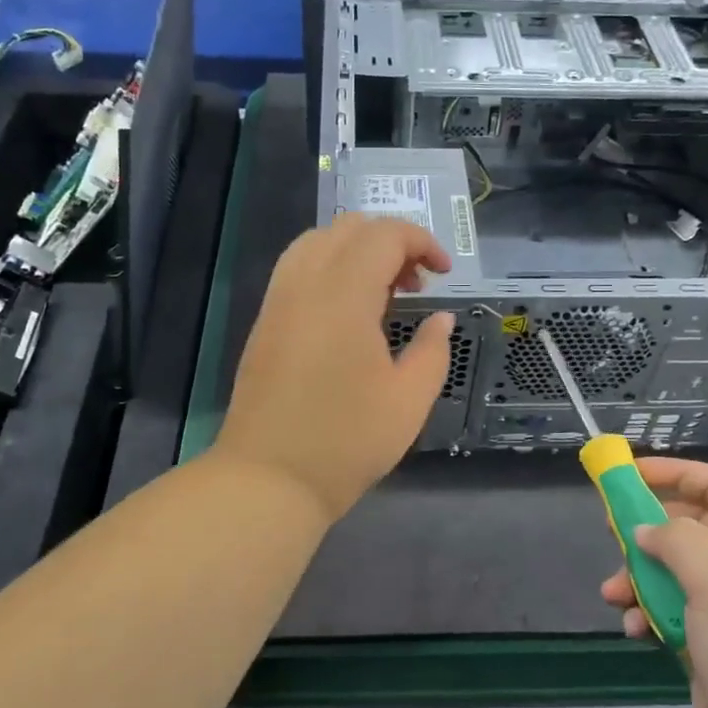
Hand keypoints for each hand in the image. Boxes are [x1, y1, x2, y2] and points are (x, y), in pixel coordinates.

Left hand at [214, 214, 454, 523]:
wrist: (268, 479)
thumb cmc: (346, 442)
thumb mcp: (409, 400)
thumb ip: (433, 350)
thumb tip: (440, 318)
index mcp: (344, 295)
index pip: (384, 235)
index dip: (421, 241)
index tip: (443, 274)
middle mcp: (305, 284)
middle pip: (348, 228)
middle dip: (390, 242)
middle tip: (415, 284)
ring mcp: (277, 301)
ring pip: (316, 242)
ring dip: (356, 251)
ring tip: (382, 293)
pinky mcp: (264, 322)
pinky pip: (296, 268)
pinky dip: (328, 268)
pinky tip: (346, 311)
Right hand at [601, 458, 707, 707]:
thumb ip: (678, 542)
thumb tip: (647, 530)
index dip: (680, 473)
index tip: (631, 474)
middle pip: (693, 531)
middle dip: (649, 528)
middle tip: (613, 533)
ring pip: (675, 576)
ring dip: (639, 577)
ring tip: (613, 593)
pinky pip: (671, 618)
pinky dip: (647, 615)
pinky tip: (631, 629)